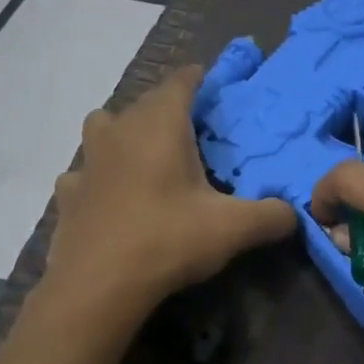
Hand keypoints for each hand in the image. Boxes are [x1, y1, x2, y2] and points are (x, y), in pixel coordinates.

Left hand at [44, 67, 296, 312]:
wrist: (98, 285)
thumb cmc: (168, 240)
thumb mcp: (233, 229)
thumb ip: (271, 216)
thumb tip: (295, 214)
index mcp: (160, 125)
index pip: (180, 82)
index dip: (197, 78)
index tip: (211, 81)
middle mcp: (120, 130)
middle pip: (144, 102)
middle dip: (167, 107)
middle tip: (192, 128)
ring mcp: (87, 161)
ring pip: (104, 127)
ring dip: (124, 132)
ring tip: (145, 154)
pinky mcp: (68, 193)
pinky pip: (84, 171)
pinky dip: (98, 175)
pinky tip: (111, 196)